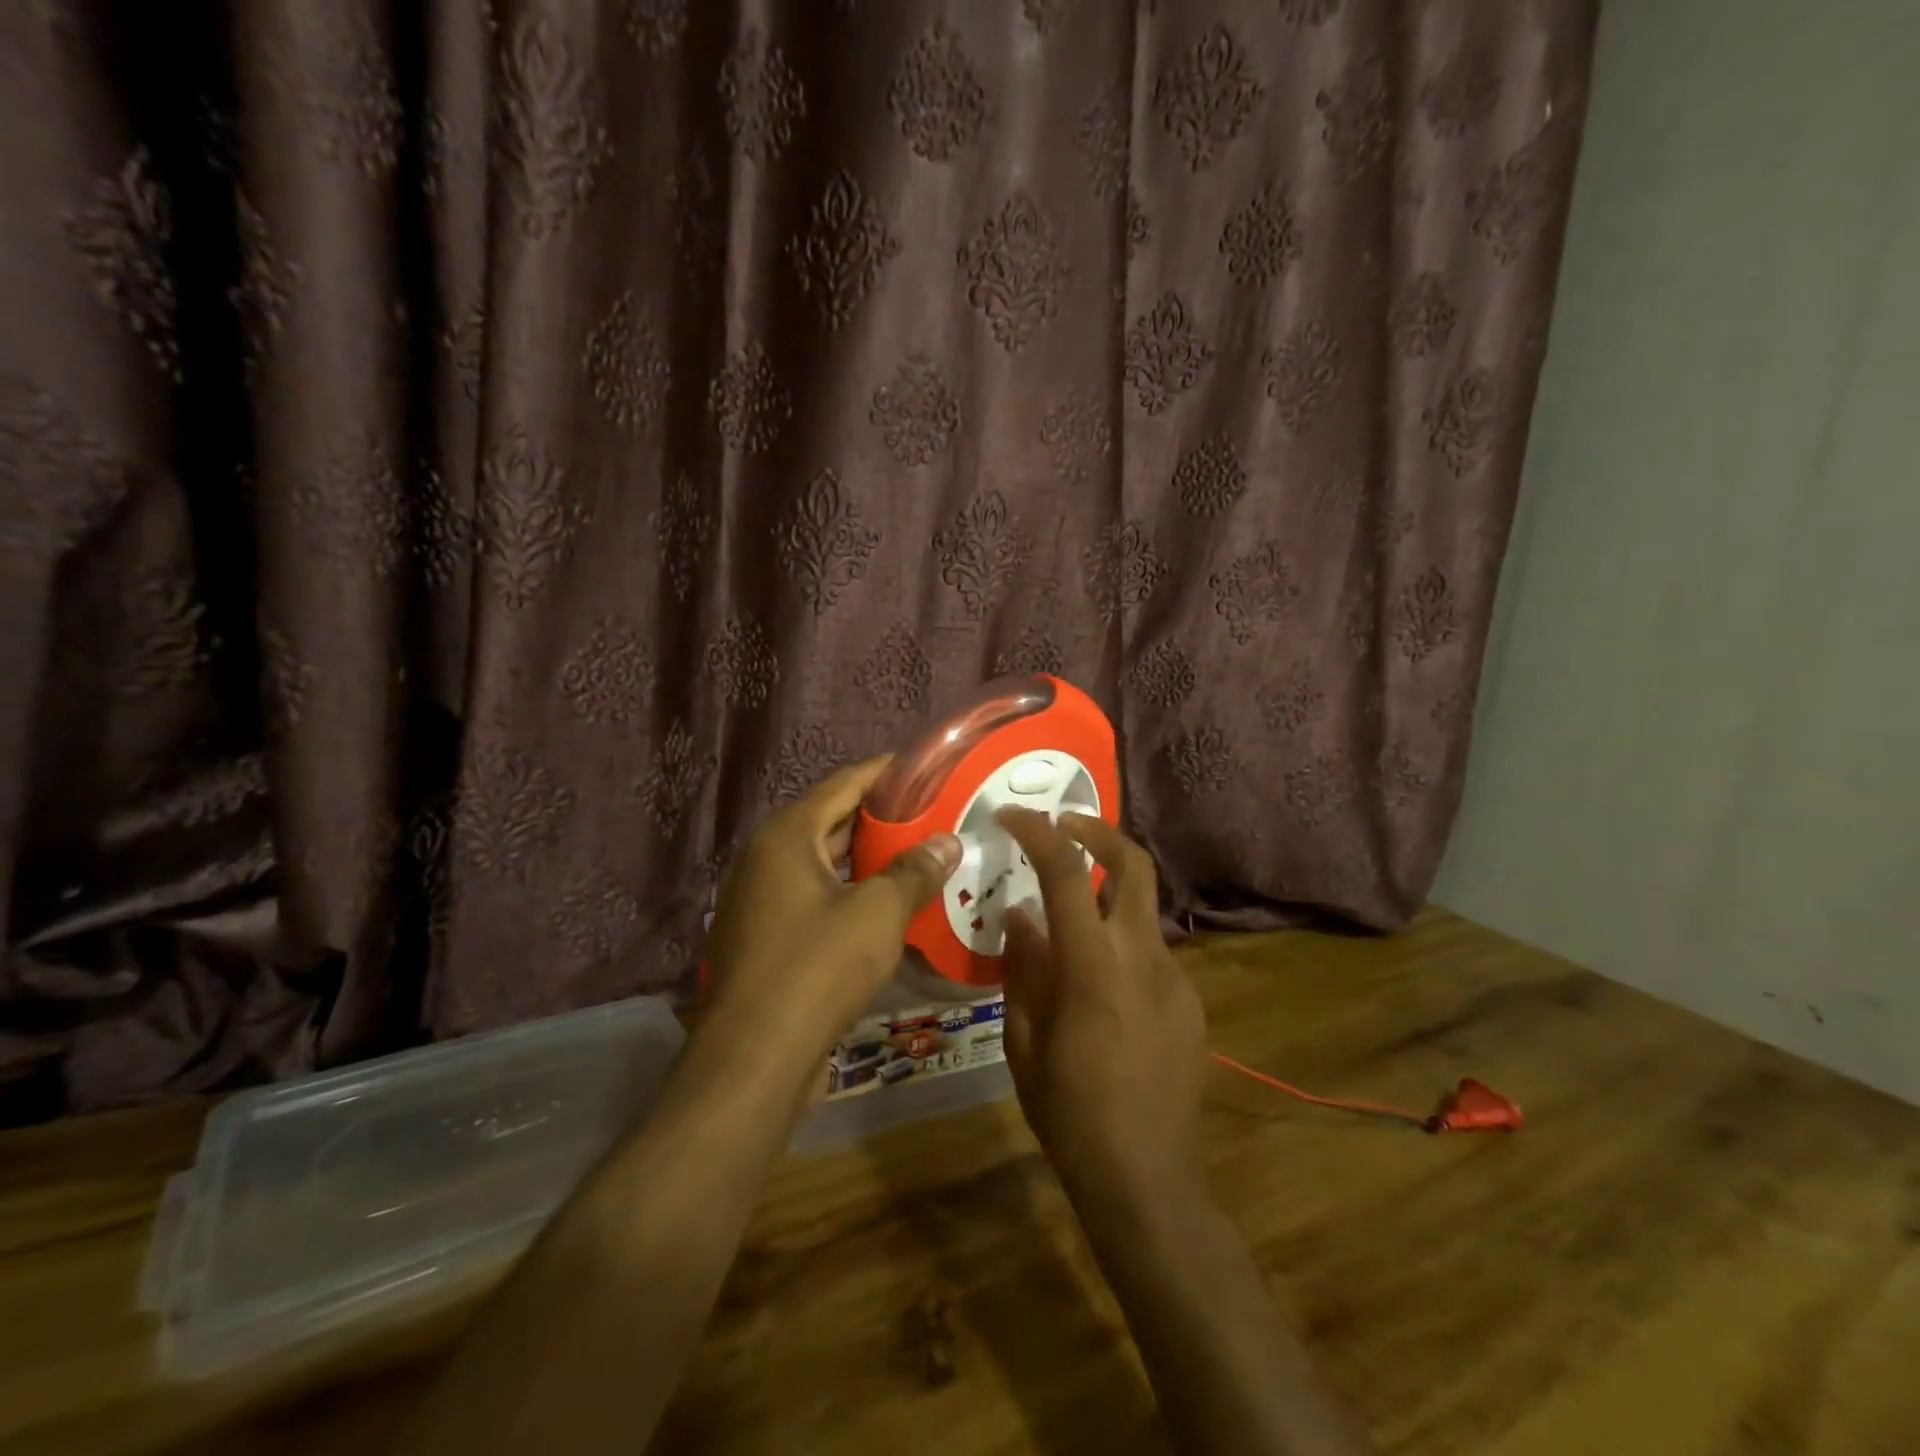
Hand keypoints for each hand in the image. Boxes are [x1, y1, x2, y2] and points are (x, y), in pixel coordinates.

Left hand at [704, 756, 960, 1060]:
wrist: (754, 1058)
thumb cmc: (817, 967)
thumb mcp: (878, 913)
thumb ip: (915, 871)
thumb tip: (947, 841)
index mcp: (786, 837)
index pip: (841, 785)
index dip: (882, 773)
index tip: (920, 767)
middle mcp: (765, 859)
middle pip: (830, 822)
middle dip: (880, 818)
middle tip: (931, 813)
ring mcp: (761, 901)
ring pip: (823, 865)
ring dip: (867, 860)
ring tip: (918, 854)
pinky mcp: (767, 939)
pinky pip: (815, 898)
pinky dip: (850, 893)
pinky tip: (887, 905)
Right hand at [996, 809, 1209, 1215]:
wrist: (1149, 1180)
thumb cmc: (1070, 1113)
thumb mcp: (1023, 1041)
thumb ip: (1023, 969)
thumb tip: (1021, 917)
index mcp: (1092, 965)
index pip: (1066, 872)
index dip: (1037, 832)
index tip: (1011, 816)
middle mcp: (1142, 956)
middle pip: (1134, 863)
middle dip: (1098, 831)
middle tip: (1064, 826)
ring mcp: (1175, 977)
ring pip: (1141, 910)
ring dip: (1106, 897)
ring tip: (1068, 926)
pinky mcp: (1190, 1001)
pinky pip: (1150, 953)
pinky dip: (1120, 945)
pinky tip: (1099, 989)